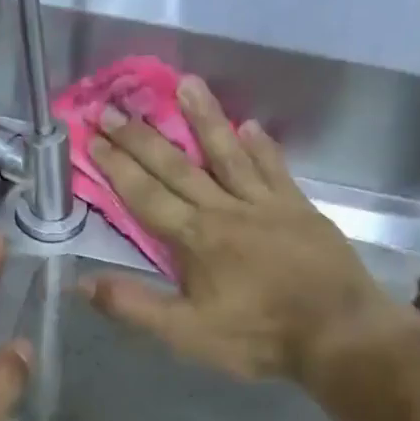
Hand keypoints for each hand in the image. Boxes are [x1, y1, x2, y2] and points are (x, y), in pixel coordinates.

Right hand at [81, 74, 413, 384]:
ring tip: (186, 83)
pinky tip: (250, 127)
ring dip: (204, 118)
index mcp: (195, 239)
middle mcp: (225, 209)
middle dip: (142, 138)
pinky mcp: (298, 208)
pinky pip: (274, 168)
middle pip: (177, 167)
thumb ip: (134, 306)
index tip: (94, 136)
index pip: (146, 195)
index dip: (117, 166)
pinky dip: (260, 146)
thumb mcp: (187, 334)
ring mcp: (265, 204)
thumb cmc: (257, 337)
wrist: (337, 332)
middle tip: (115, 107)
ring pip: (227, 153)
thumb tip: (82, 283)